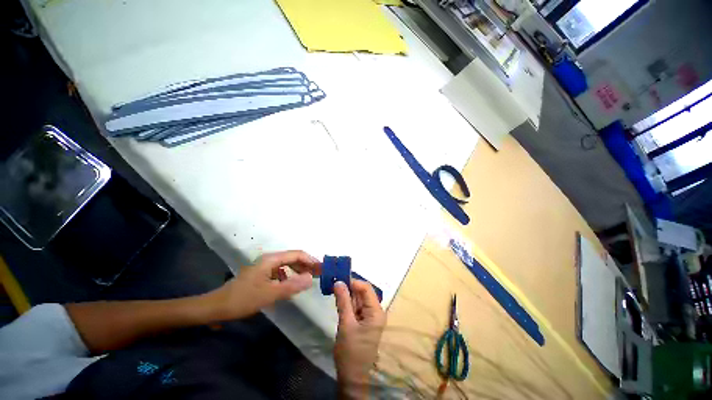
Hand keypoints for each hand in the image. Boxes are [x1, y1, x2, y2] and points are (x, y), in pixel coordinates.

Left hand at [207, 250, 320, 320]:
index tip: (321, 269)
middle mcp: (269, 259)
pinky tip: (289, 287)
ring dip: (298, 271)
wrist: (216, 307)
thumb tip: (311, 278)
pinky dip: (288, 277)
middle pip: (293, 258)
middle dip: (306, 265)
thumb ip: (292, 285)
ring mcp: (264, 267)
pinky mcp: (261, 275)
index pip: (297, 254)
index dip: (310, 260)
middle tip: (317, 275)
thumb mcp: (270, 294)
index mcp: (272, 259)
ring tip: (306, 280)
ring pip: (287, 265)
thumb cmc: (243, 299)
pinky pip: (280, 272)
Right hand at [334, 280, 386, 398]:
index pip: (366, 288)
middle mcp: (376, 311)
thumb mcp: (345, 324)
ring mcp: (370, 317)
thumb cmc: (351, 352)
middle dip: (349, 287)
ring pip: (358, 299)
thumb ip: (343, 301)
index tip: (339, 279)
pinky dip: (347, 303)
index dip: (353, 282)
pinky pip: (356, 307)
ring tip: (334, 289)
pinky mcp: (364, 321)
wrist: (352, 377)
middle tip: (334, 282)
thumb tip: (338, 281)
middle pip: (362, 293)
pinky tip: (338, 300)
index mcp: (376, 311)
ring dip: (347, 295)